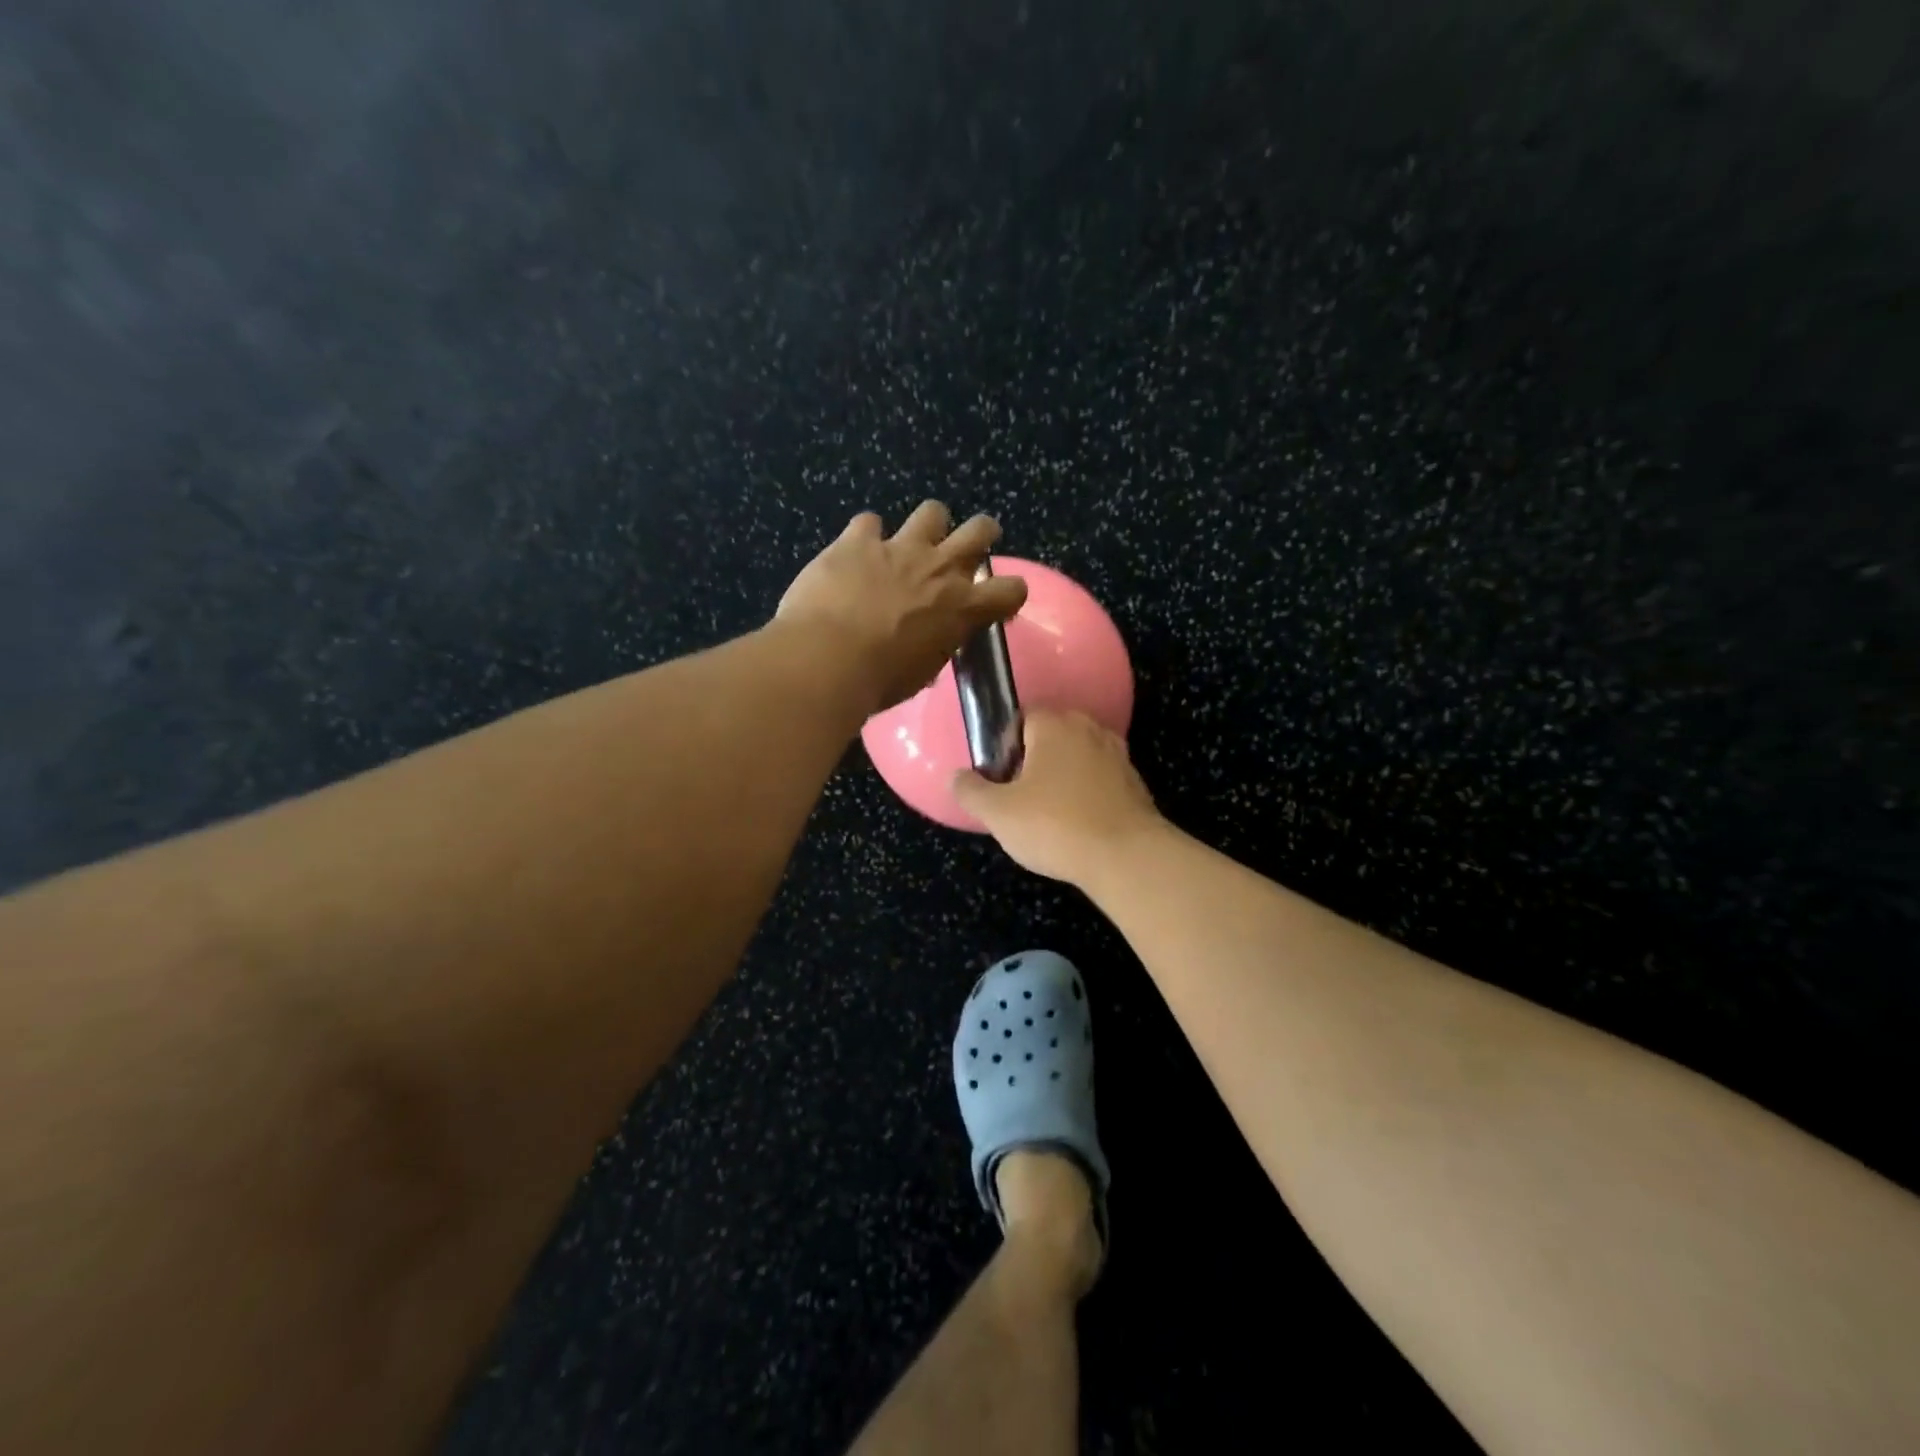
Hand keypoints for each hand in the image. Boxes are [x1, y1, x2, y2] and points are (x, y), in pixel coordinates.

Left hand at [777, 502, 1026, 712]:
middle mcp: (939, 568)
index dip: (1008, 594)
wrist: (828, 659)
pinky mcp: (858, 540)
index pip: (1012, 590)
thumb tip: (931, 642)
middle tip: (970, 546)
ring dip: (929, 525)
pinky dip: (866, 536)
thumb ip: (935, 646)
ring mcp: (900, 548)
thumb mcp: (921, 672)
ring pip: (933, 512)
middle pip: (980, 530)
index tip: (995, 602)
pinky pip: (870, 522)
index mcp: (962, 607)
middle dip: (981, 534)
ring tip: (914, 542)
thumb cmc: (879, 680)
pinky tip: (855, 552)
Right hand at [952, 710, 1162, 884]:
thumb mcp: (998, 813)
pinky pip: (1099, 780)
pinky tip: (1076, 825)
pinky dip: (1086, 795)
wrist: (1126, 857)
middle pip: (1051, 736)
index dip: (1004, 744)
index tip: (999, 777)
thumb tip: (956, 777)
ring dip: (1061, 778)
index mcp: (1054, 725)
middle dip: (1033, 760)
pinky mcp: (1135, 783)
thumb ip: (971, 791)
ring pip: (1077, 758)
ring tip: (1047, 814)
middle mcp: (1089, 729)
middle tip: (1018, 797)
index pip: (1022, 716)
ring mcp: (1117, 755)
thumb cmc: (1055, 826)